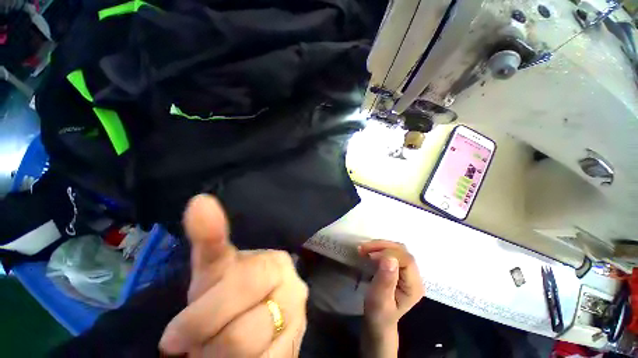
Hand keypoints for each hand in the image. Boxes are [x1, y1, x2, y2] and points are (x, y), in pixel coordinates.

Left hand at [159, 194, 308, 356]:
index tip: (171, 341)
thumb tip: (200, 200)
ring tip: (209, 350)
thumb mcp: (216, 266)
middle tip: (184, 346)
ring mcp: (297, 325)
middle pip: (241, 335)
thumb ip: (210, 237)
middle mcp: (294, 292)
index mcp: (275, 265)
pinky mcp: (294, 352)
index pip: (242, 286)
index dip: (204, 316)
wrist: (260, 308)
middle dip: (204, 344)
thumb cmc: (231, 283)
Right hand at [358, 240, 423, 357]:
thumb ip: (385, 281)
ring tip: (364, 249)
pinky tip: (369, 251)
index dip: (389, 253)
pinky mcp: (400, 268)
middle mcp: (415, 276)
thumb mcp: (379, 300)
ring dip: (379, 246)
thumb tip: (389, 258)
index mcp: (414, 286)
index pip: (406, 260)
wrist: (379, 321)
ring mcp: (408, 271)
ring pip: (397, 248)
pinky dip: (379, 248)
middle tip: (363, 249)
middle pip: (402, 251)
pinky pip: (391, 251)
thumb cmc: (378, 314)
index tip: (370, 256)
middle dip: (382, 246)